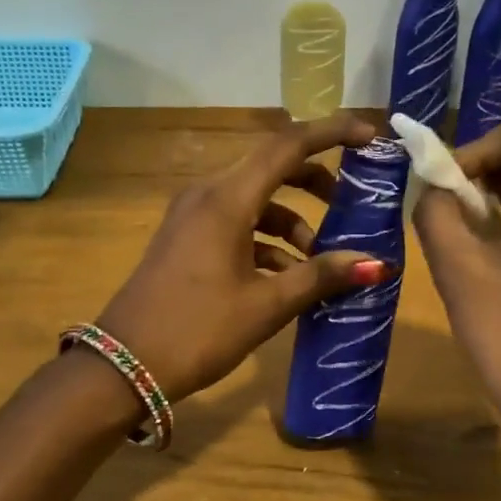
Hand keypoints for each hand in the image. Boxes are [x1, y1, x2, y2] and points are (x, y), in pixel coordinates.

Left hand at [98, 113, 398, 401]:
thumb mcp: (266, 305)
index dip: (332, 133)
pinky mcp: (186, 239)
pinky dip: (267, 240)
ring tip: (322, 262)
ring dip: (293, 221)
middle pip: (272, 168)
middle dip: (315, 182)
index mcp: (226, 199)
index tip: (370, 135)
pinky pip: (236, 223)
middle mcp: (207, 195)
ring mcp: (192, 216)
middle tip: (353, 203)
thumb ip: (321, 276)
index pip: (288, 146)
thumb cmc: (198, 331)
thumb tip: (377, 264)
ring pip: (255, 200)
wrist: (123, 367)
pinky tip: (288, 277)